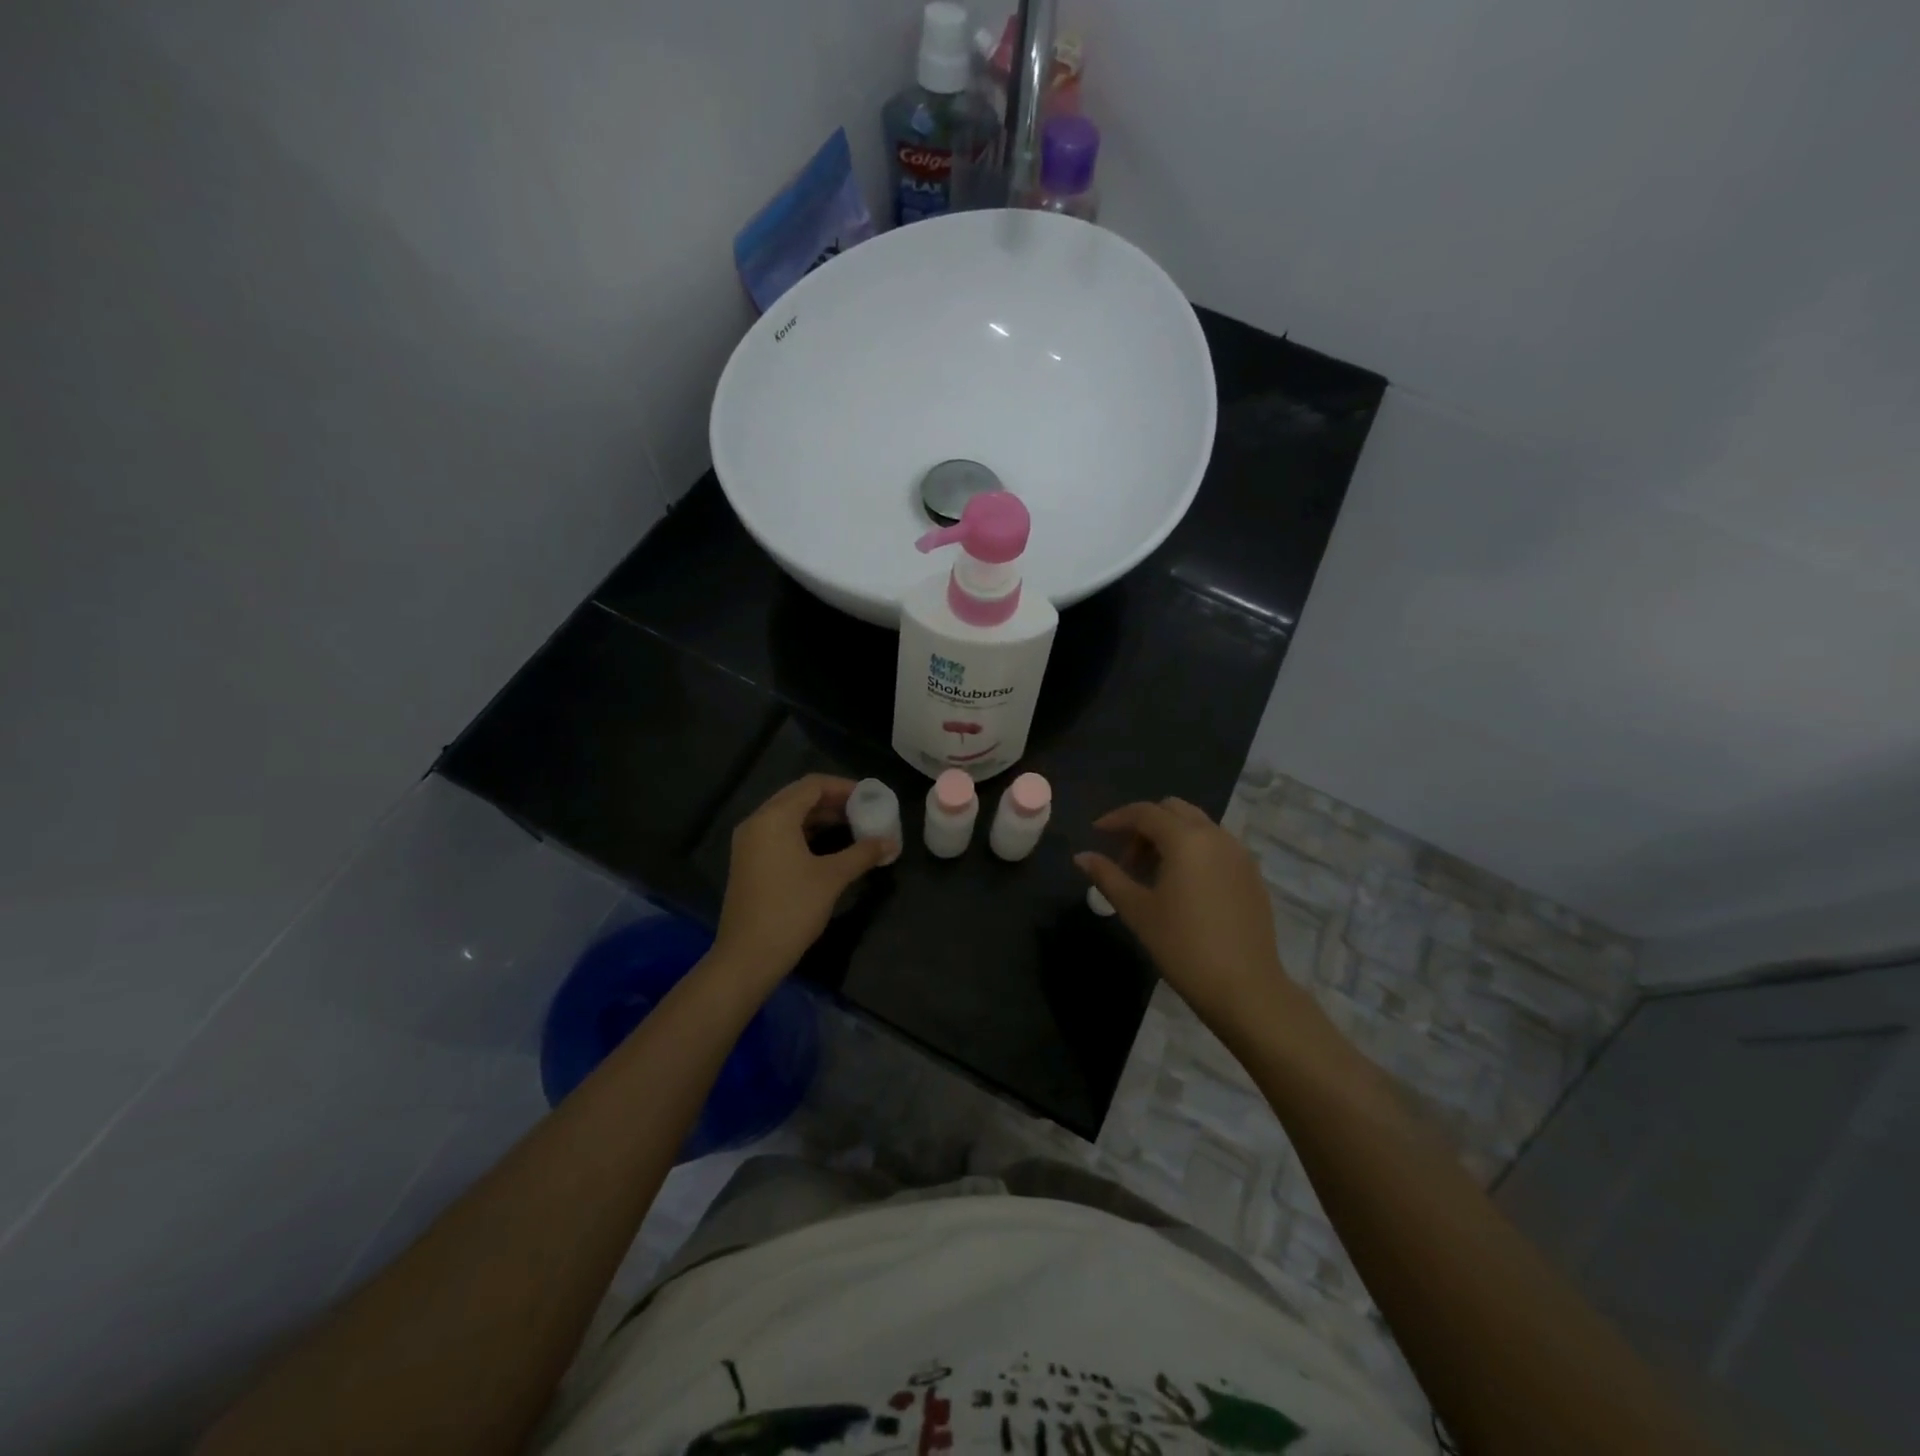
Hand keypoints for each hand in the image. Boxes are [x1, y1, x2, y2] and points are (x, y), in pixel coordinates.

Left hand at [712, 775, 895, 986]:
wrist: (748, 956)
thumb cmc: (792, 909)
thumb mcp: (832, 878)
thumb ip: (863, 854)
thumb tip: (891, 842)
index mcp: (774, 817)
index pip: (812, 785)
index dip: (844, 787)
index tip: (870, 797)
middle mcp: (757, 822)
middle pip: (799, 797)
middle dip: (833, 802)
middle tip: (864, 811)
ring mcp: (749, 843)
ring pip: (789, 817)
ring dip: (820, 818)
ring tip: (853, 828)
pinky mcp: (749, 862)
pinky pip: (780, 834)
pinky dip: (805, 834)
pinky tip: (828, 848)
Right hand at [1075, 798, 1294, 1026]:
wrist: (1244, 987)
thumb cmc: (1182, 946)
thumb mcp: (1137, 910)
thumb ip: (1107, 876)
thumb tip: (1081, 857)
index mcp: (1186, 839)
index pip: (1145, 812)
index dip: (1117, 818)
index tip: (1096, 833)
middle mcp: (1216, 836)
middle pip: (1174, 810)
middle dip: (1145, 825)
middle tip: (1126, 858)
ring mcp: (1239, 854)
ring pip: (1198, 826)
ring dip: (1170, 837)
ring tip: (1152, 875)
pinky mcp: (1252, 874)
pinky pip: (1217, 846)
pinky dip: (1194, 851)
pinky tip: (1183, 887)